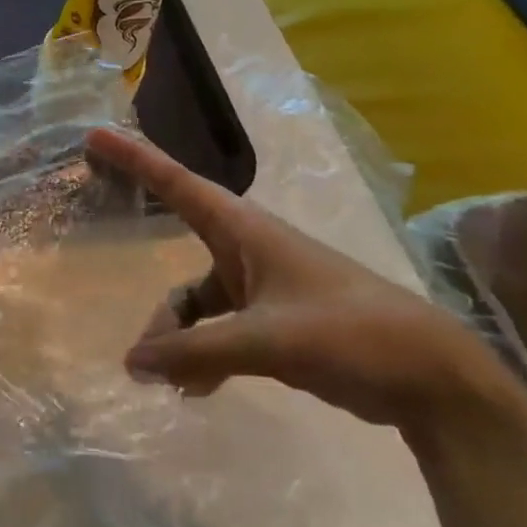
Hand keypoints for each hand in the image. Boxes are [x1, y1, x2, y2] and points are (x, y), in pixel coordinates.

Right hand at [85, 128, 506, 433]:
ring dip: (181, 339)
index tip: (94, 137)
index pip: (178, 184)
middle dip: (158, 301)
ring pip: (198, 305)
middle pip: (180, 263)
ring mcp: (262, 288)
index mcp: (247, 232)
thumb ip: (195, 351)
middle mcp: (248, 252)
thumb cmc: (351, 334)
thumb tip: (131, 363)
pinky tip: (195, 389)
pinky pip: (220, 331)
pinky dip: (203, 355)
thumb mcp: (267, 341)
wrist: (432, 379)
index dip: (135, 159)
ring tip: (168, 383)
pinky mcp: (275, 322)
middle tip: (137, 345)